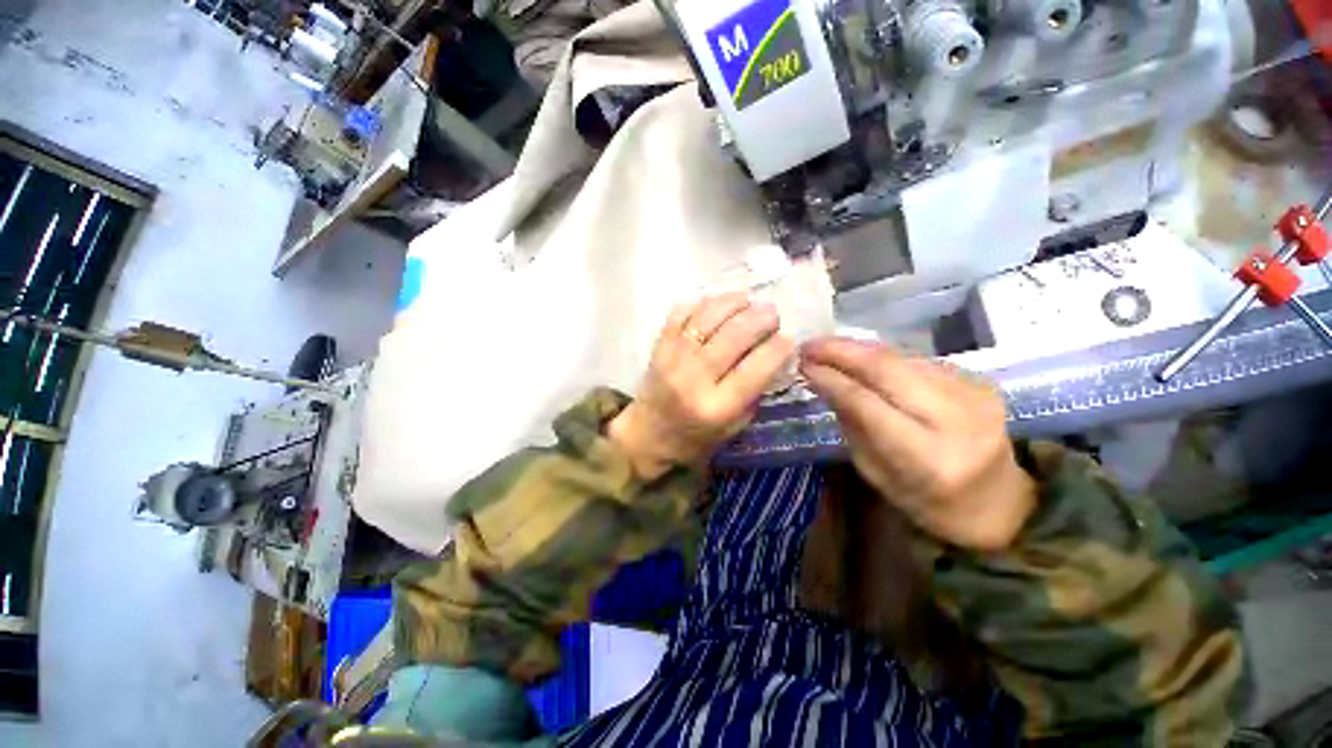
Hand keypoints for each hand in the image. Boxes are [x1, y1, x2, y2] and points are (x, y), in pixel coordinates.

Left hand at [609, 294, 794, 479]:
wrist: (647, 435)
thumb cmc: (695, 438)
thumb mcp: (734, 427)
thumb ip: (754, 392)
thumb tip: (773, 355)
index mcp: (717, 407)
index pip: (755, 369)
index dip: (778, 348)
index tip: (788, 339)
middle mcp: (694, 379)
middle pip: (733, 336)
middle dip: (760, 318)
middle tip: (772, 314)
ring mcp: (672, 358)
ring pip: (707, 317)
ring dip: (733, 303)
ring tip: (748, 301)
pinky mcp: (658, 346)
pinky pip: (681, 313)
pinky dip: (702, 303)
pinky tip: (717, 304)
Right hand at [800, 339, 1034, 551]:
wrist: (999, 502)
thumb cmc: (928, 501)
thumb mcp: (877, 473)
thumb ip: (852, 425)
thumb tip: (824, 381)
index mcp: (929, 457)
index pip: (867, 403)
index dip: (831, 379)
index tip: (803, 364)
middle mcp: (957, 419)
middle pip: (888, 369)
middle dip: (841, 351)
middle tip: (808, 345)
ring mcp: (974, 394)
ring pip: (902, 358)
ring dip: (859, 349)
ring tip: (827, 347)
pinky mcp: (979, 380)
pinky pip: (917, 360)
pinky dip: (883, 357)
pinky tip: (861, 358)